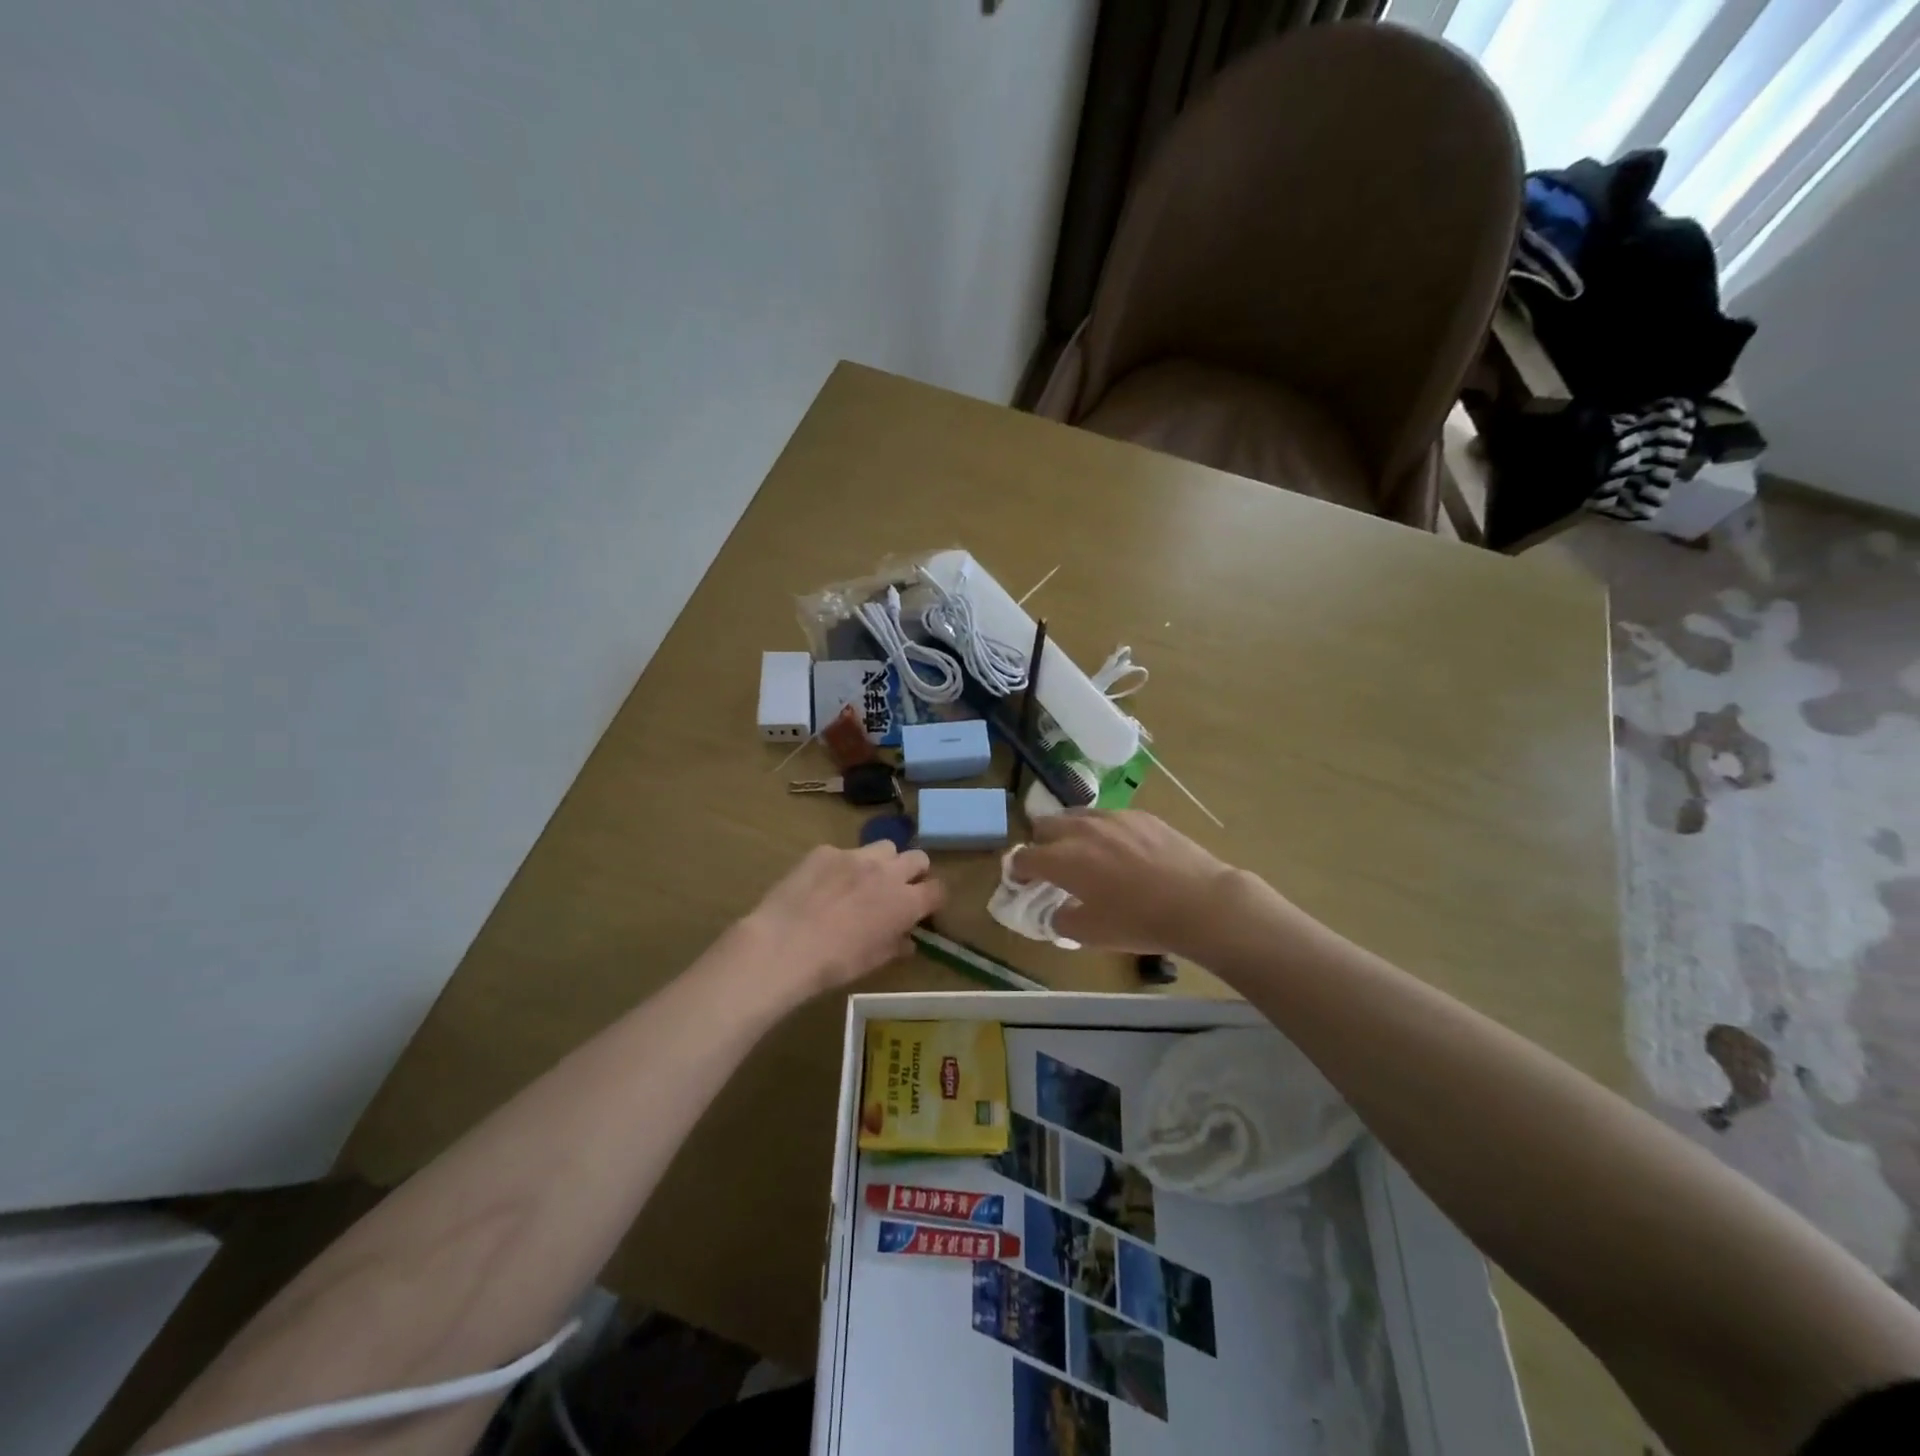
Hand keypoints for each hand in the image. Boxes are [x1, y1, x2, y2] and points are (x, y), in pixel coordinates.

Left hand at [744, 841, 944, 997]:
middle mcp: (888, 872)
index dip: (933, 898)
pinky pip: (843, 852)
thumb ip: (895, 945)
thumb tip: (907, 940)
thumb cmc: (835, 963)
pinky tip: (822, 884)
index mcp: (906, 902)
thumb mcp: (873, 961)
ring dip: (882, 862)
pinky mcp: (826, 851)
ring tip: (862, 880)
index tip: (923, 908)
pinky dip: (841, 866)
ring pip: (884, 847)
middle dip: (913, 872)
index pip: (938, 889)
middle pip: (918, 858)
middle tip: (897, 889)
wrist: (784, 945)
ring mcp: (856, 856)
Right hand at [1009, 810, 1240, 955]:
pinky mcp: (1141, 815)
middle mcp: (1081, 829)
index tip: (1021, 880)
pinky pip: (1109, 817)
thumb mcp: (1091, 934)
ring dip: (1070, 832)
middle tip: (1051, 866)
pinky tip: (1121, 851)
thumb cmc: (1139, 922)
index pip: (1024, 857)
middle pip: (1045, 825)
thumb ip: (1061, 920)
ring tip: (1084, 853)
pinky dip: (1103, 831)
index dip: (1017, 870)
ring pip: (1077, 815)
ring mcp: (1113, 817)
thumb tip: (1056, 910)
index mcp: (1063, 858)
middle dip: (1040, 844)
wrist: (1199, 902)